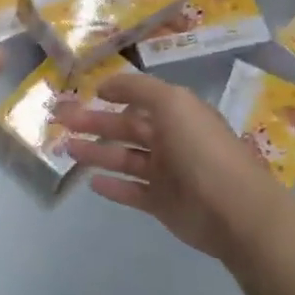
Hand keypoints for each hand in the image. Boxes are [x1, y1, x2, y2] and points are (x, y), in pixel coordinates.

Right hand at [55, 70, 284, 262]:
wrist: (233, 210)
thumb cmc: (201, 150)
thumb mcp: (172, 103)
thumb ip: (137, 88)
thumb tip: (106, 84)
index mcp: (178, 114)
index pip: (141, 99)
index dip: (115, 94)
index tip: (86, 92)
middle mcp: (172, 140)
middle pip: (126, 128)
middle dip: (94, 123)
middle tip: (61, 120)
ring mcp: (167, 174)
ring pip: (124, 159)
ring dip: (96, 152)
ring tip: (66, 148)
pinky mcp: (162, 203)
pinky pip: (131, 191)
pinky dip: (112, 186)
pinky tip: (91, 182)